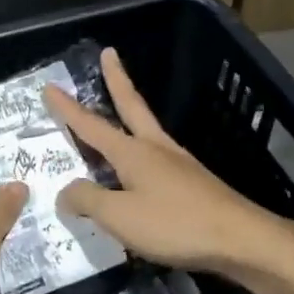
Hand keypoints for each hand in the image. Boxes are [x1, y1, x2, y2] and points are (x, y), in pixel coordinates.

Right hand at [43, 48, 289, 277]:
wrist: (242, 240)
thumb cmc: (175, 224)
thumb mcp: (120, 216)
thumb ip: (88, 201)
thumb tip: (65, 191)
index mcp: (133, 153)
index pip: (91, 125)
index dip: (68, 108)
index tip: (51, 86)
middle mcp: (156, 149)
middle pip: (131, 106)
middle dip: (117, 80)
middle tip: (109, 54)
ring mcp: (179, 164)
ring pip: (147, 130)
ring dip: (131, 112)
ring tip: (120, 107)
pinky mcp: (194, 183)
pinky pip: (158, 159)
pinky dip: (142, 152)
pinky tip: (141, 169)